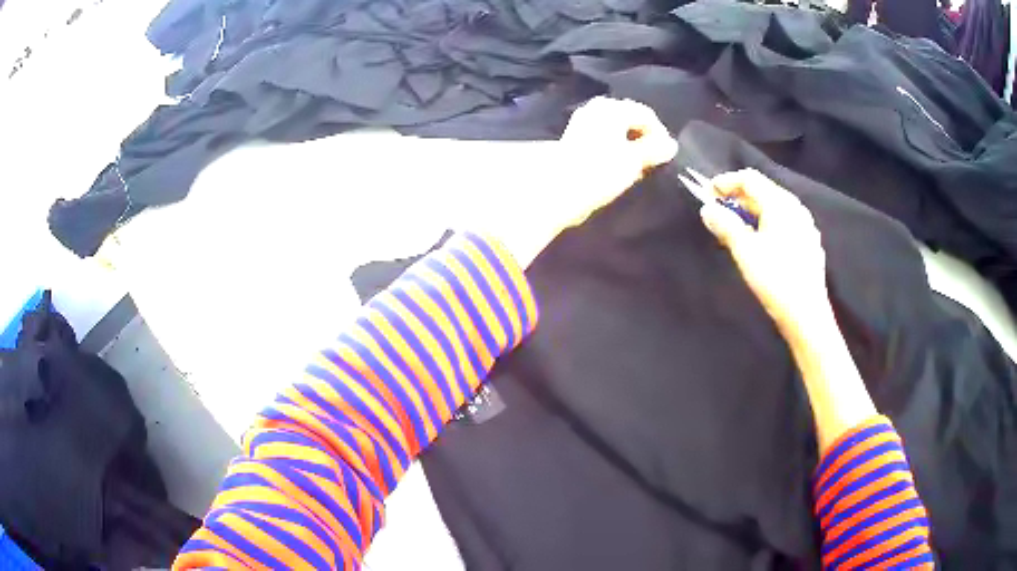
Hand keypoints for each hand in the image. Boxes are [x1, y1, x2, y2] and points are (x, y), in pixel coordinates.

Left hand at [483, 97, 675, 267]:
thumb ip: (655, 149)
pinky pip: (603, 137)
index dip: (660, 135)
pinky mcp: (574, 137)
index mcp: (612, 108)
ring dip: (630, 145)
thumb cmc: (599, 172)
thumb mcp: (633, 160)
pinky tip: (618, 167)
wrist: (558, 191)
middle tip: (652, 162)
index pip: (646, 115)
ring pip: (617, 129)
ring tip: (637, 167)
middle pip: (630, 120)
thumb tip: (671, 144)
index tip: (666, 157)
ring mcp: (583, 121)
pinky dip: (615, 148)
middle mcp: (596, 108)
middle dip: (644, 139)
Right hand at [699, 169, 830, 334]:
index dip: (727, 181)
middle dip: (739, 198)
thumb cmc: (775, 279)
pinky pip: (784, 223)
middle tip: (720, 211)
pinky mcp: (809, 244)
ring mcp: (805, 226)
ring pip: (775, 208)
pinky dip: (767, 224)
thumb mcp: (745, 250)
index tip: (709, 192)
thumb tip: (707, 208)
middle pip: (763, 191)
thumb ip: (725, 225)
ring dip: (752, 212)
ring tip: (737, 228)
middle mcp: (796, 208)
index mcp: (780, 204)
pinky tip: (761, 242)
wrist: (806, 315)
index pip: (750, 179)